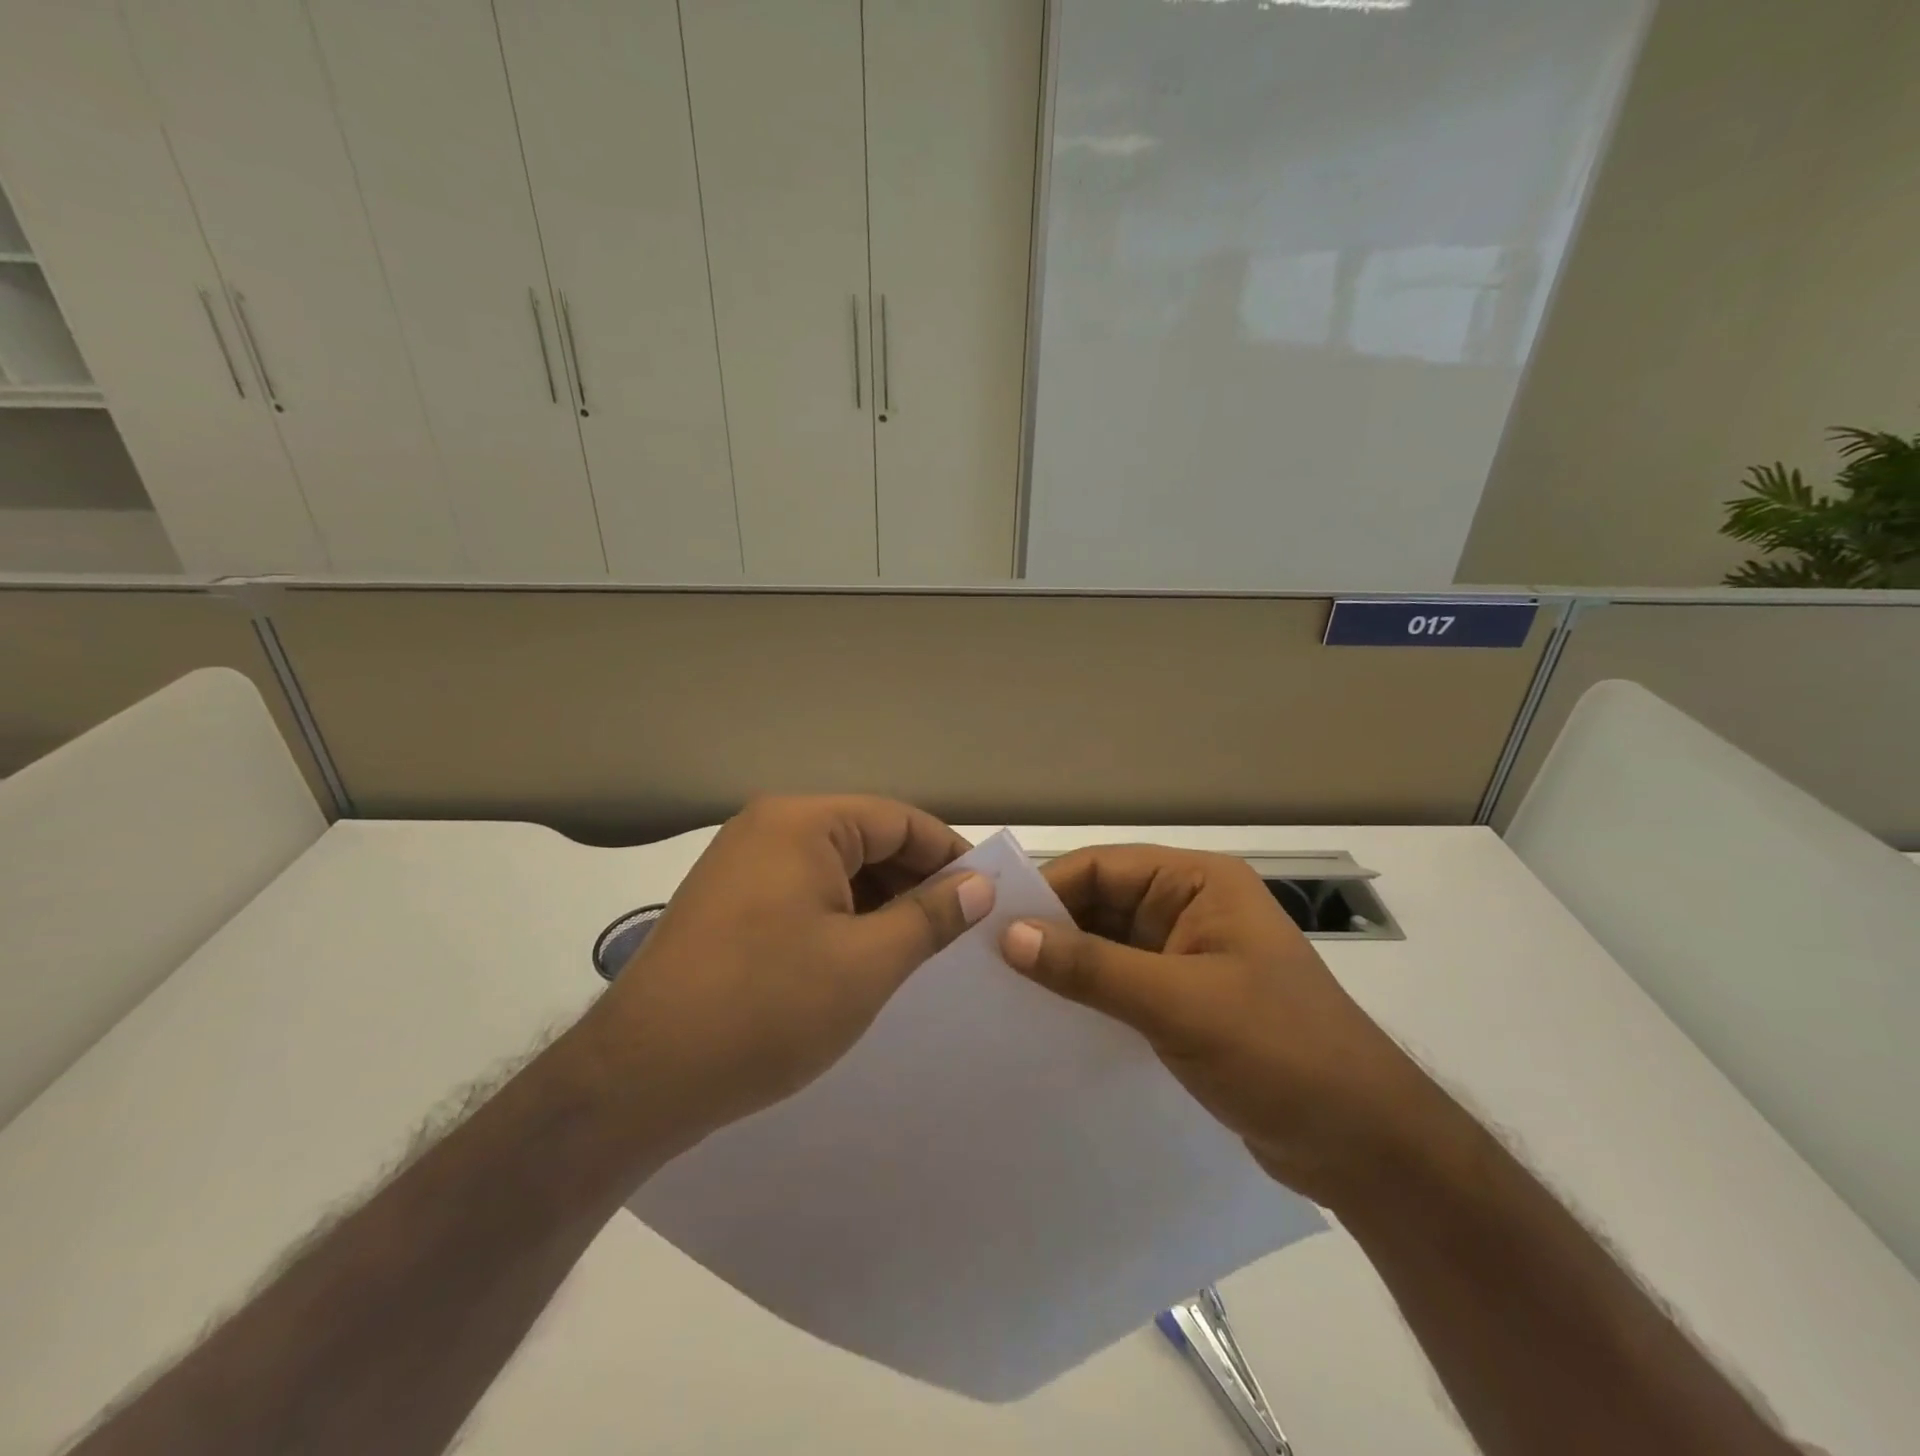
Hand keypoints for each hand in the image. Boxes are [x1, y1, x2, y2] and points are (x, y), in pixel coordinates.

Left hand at [592, 796, 993, 1143]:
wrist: (640, 1078)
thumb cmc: (767, 1008)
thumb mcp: (867, 963)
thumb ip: (930, 917)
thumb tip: (978, 885)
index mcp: (803, 823)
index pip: (898, 821)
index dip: (949, 856)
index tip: (986, 897)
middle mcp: (768, 828)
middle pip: (865, 840)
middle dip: (914, 883)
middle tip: (955, 933)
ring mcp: (741, 865)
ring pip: (834, 870)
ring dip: (878, 904)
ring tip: (914, 952)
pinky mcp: (727, 904)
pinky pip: (802, 893)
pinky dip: (840, 918)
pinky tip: (861, 960)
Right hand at [997, 845, 1432, 1204]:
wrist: (1364, 1146)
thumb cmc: (1280, 1052)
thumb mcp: (1179, 1004)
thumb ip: (1092, 967)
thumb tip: (1009, 936)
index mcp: (1199, 883)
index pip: (1104, 868)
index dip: (1047, 890)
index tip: (989, 925)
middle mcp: (1191, 909)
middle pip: (1102, 904)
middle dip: (1050, 929)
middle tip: (984, 962)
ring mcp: (1188, 958)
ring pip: (1107, 947)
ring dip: (1065, 965)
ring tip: (1002, 992)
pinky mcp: (1185, 1003)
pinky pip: (1121, 985)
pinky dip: (1087, 996)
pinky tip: (1047, 1019)